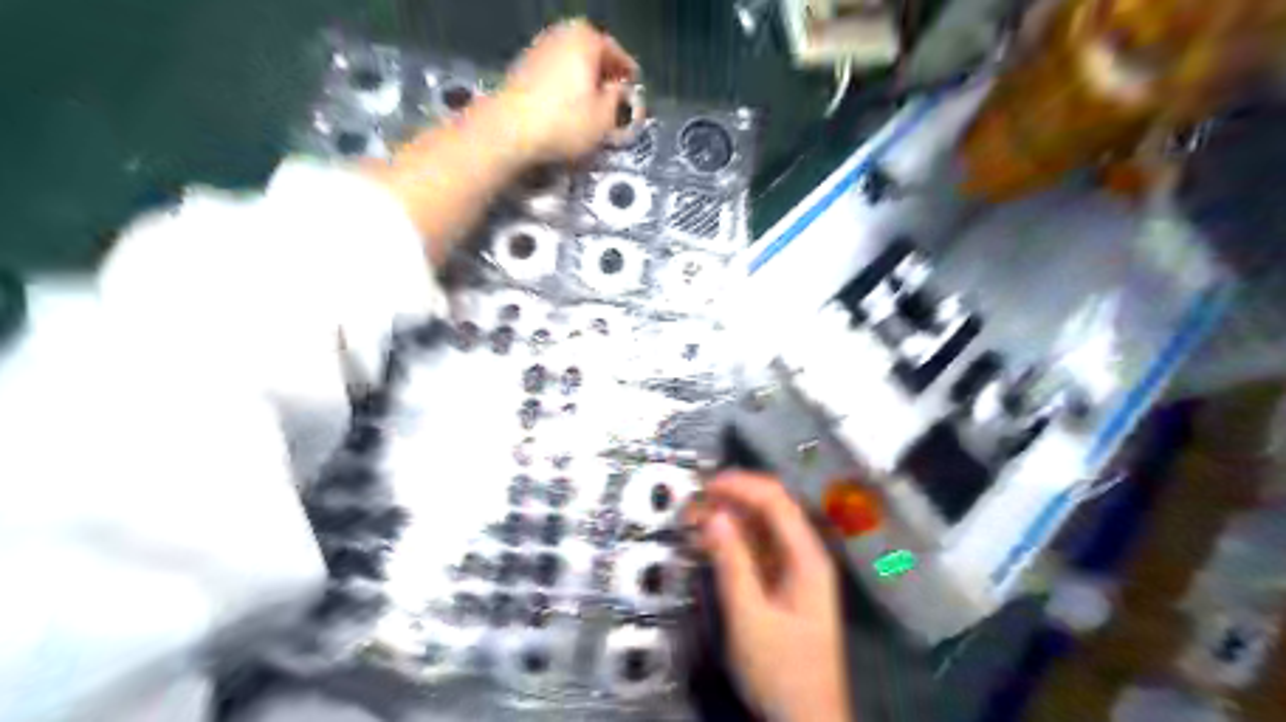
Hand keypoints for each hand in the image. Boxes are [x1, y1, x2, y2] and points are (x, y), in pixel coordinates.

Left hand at [493, 16, 640, 158]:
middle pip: (591, 55)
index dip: (628, 74)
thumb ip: (618, 100)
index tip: (634, 90)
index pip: (617, 53)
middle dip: (603, 76)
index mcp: (586, 39)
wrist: (509, 131)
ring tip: (592, 107)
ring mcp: (538, 49)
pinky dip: (564, 89)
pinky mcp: (521, 69)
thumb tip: (618, 90)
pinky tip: (568, 109)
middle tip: (614, 99)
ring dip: (583, 84)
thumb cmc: (565, 122)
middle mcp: (561, 35)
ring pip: (571, 65)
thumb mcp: (605, 118)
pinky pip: (554, 76)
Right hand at [699, 472, 850, 721]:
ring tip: (694, 519)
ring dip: (729, 519)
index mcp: (807, 558)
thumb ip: (732, 563)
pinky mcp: (782, 585)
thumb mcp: (751, 617)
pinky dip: (732, 541)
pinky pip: (757, 550)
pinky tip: (709, 542)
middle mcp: (805, 556)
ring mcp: (794, 570)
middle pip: (771, 510)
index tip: (706, 484)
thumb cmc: (782, 670)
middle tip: (694, 502)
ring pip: (761, 529)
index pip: (776, 502)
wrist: (805, 720)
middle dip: (733, 499)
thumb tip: (714, 515)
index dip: (742, 485)